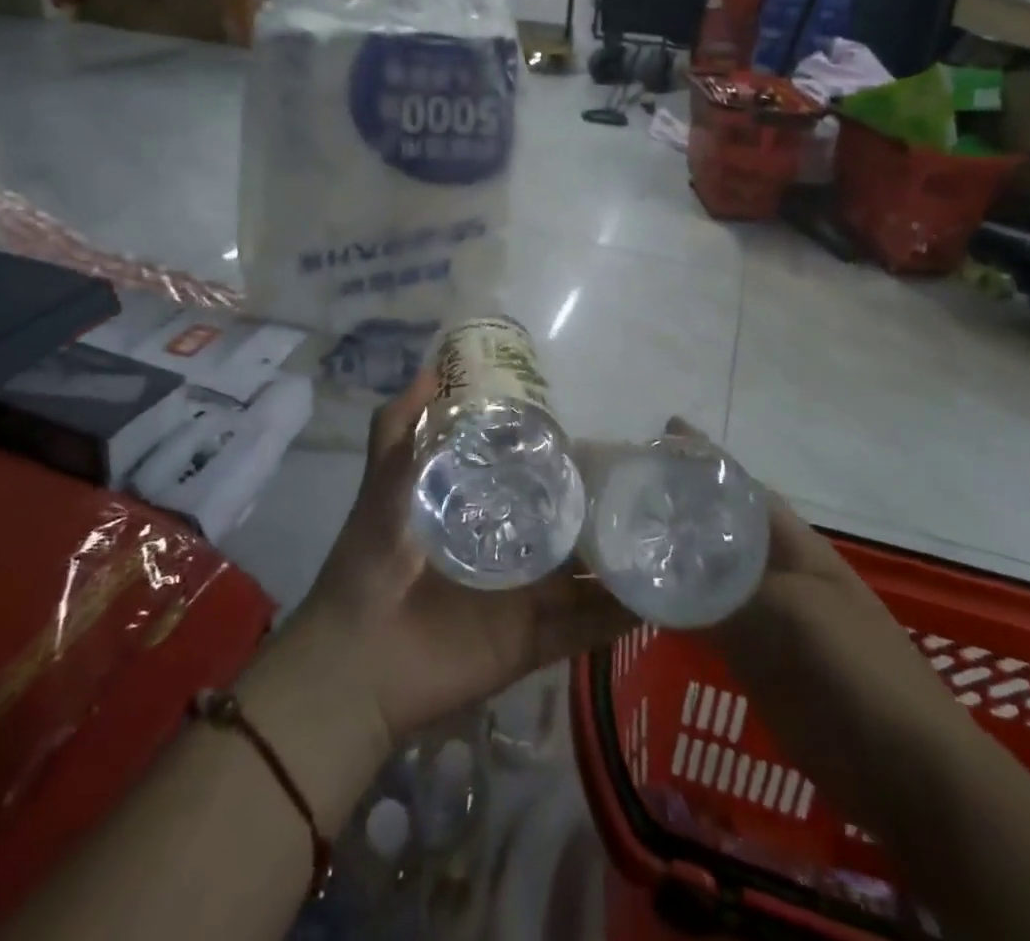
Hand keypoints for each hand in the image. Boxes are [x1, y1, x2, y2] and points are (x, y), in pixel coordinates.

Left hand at [294, 369, 632, 743]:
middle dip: (601, 507)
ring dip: (622, 560)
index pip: (526, 479)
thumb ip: (399, 427)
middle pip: (564, 525)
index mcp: (476, 512)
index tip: (597, 435)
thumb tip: (431, 369)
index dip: (558, 459)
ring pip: (585, 575)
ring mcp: (523, 598)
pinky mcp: (532, 642)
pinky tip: (661, 597)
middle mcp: (507, 551)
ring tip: (672, 533)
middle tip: (646, 480)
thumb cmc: (372, 559)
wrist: (357, 659)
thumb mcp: (384, 479)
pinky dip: (620, 617)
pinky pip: (584, 629)